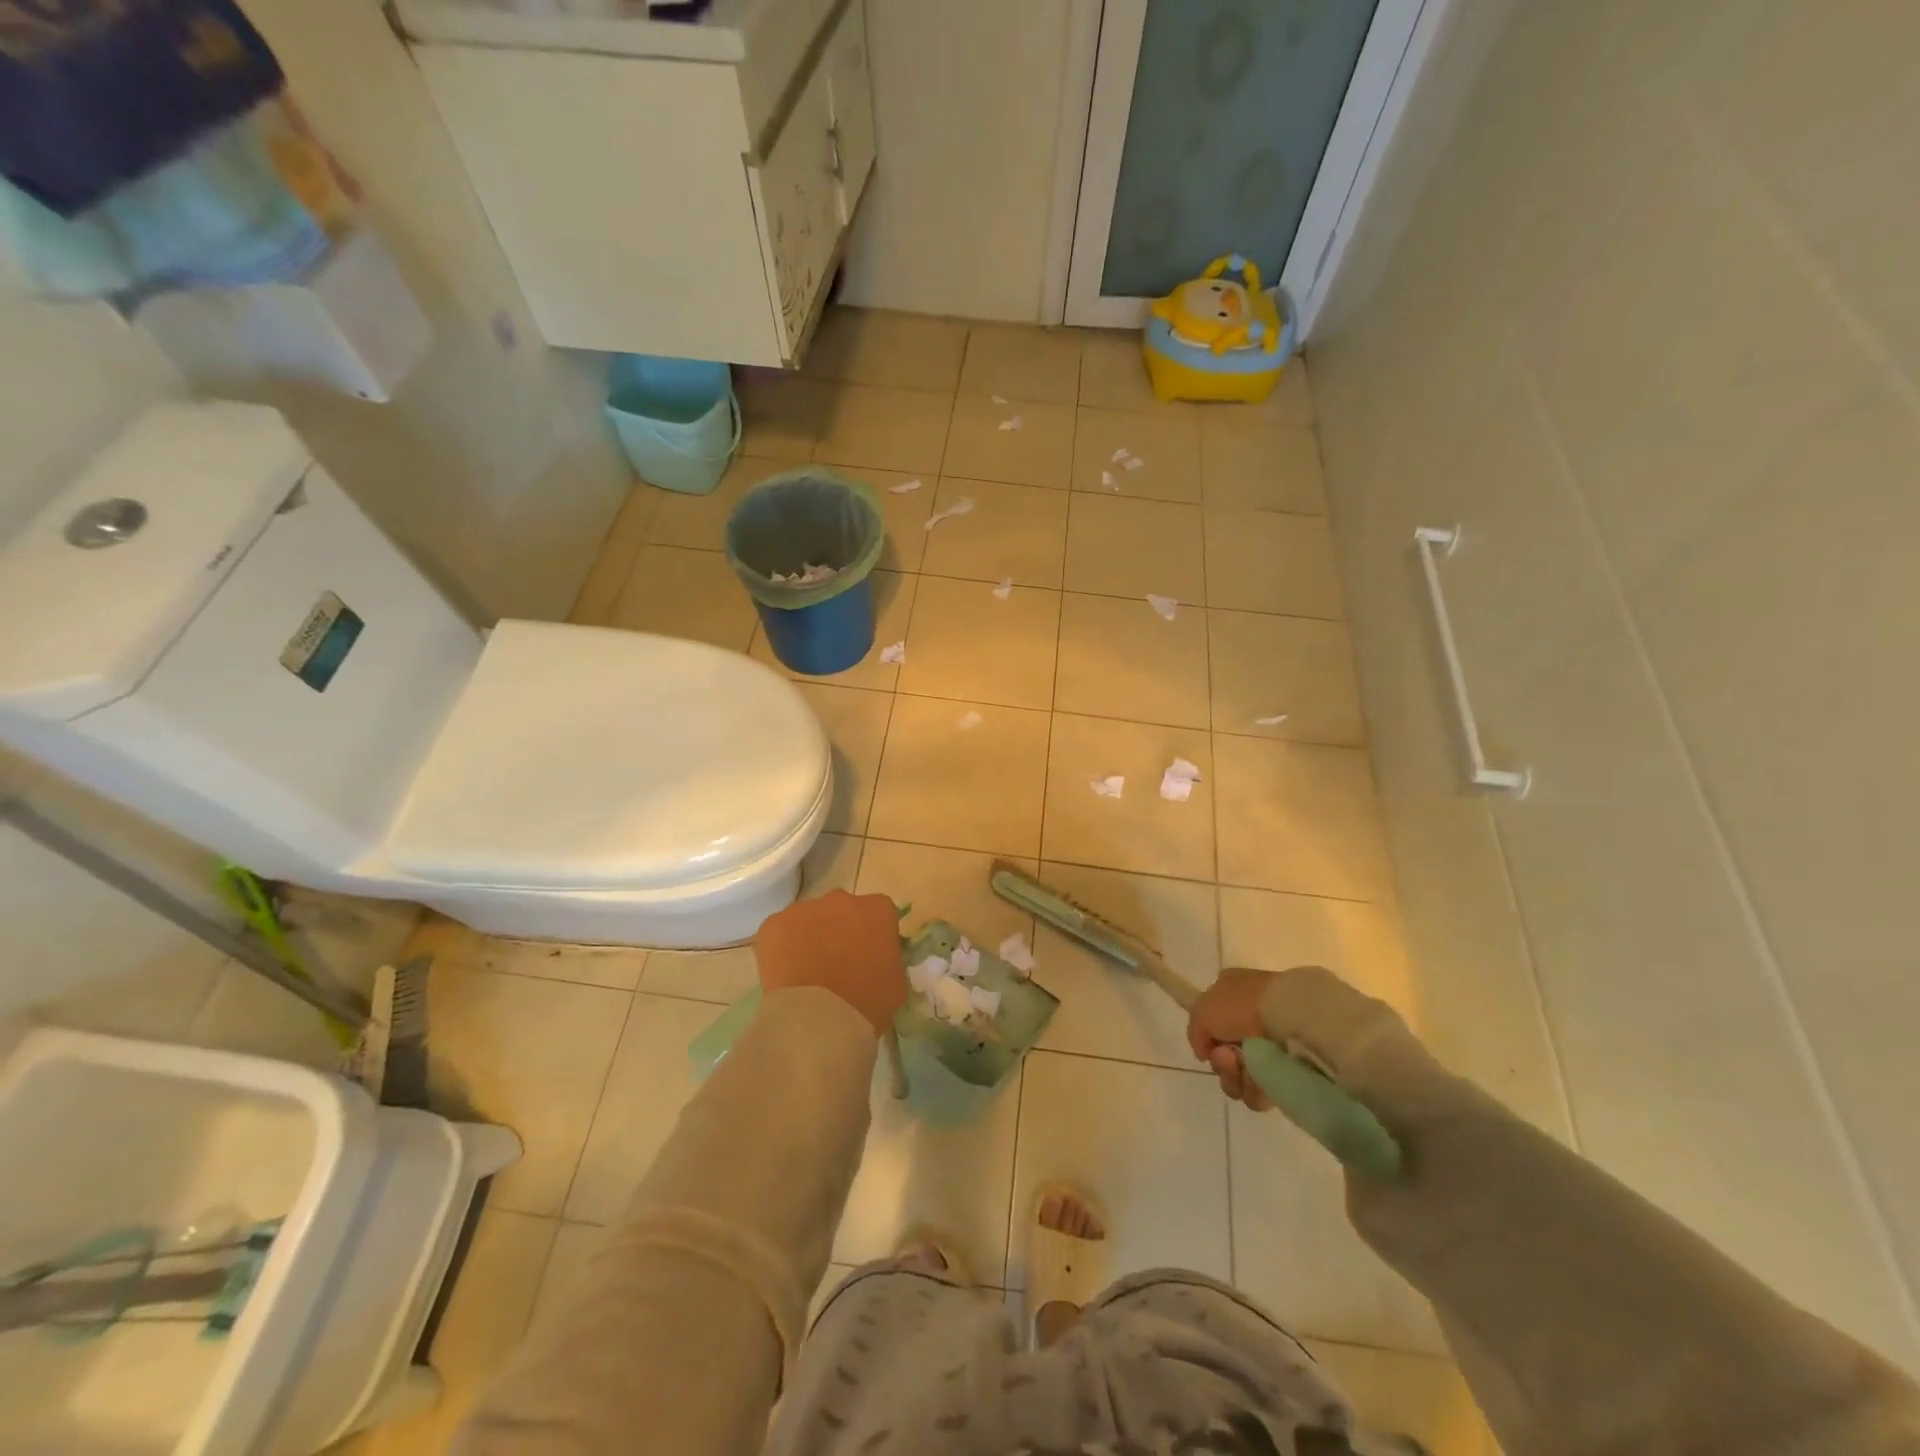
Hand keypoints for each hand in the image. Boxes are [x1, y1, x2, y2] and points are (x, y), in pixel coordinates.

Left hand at [754, 890, 905, 1036]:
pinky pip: (780, 931)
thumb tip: (878, 959)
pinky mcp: (774, 923)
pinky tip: (786, 975)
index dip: (873, 934)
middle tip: (837, 964)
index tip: (869, 956)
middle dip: (840, 930)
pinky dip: (782, 948)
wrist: (817, 1020)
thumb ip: (889, 959)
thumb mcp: (896, 983)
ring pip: (809, 919)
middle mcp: (842, 899)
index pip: (879, 913)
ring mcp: (804, 909)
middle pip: (842, 910)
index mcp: (877, 910)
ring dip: (810, 937)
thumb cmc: (866, 1004)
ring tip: (807, 973)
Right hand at [1187, 968, 1278, 1110]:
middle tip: (1228, 1058)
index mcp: (1231, 995)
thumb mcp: (1202, 1010)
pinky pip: (1261, 1090)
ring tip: (1245, 1069)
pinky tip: (1260, 1079)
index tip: (1210, 1046)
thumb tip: (1205, 1054)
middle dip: (1221, 1064)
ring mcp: (1270, 1045)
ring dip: (1235, 1078)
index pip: (1211, 1025)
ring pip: (1240, 1077)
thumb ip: (1195, 1032)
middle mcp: (1250, 1019)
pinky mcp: (1287, 1070)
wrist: (1290, 1016)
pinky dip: (1255, 1089)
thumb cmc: (1242, 1006)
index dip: (1207, 1040)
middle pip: (1224, 1056)